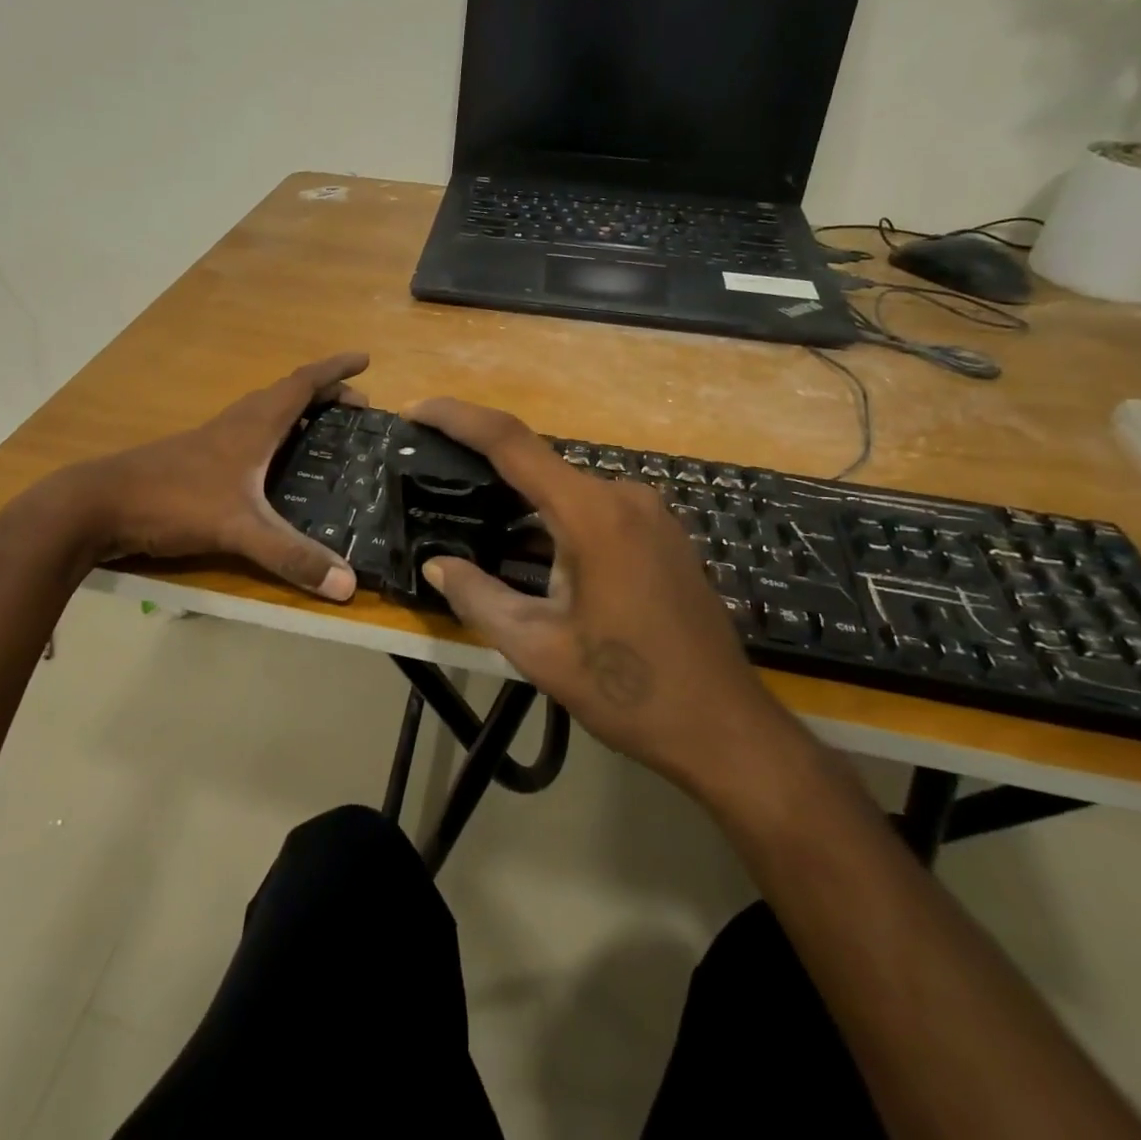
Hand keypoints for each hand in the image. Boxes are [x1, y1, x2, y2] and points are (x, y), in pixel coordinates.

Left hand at [55, 353, 369, 599]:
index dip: (335, 370)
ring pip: (264, 413)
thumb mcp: (238, 529)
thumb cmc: (172, 501)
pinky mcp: (195, 461)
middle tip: (357, 408)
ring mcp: (211, 441)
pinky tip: (271, 466)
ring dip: (297, 411)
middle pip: (287, 394)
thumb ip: (291, 556)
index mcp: (253, 425)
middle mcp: (235, 424)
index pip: (303, 384)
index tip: (365, 359)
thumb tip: (348, 586)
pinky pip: (247, 435)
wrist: (96, 505)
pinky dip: (273, 435)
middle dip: (325, 393)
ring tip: (322, 430)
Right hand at [406, 399, 798, 789]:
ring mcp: (650, 515)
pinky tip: (530, 549)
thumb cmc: (628, 688)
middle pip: (539, 465)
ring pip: (567, 492)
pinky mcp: (662, 536)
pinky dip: (555, 521)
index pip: (511, 442)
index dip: (458, 418)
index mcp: (592, 514)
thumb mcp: (538, 648)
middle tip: (435, 477)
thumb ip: (479, 597)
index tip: (417, 411)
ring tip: (474, 518)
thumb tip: (436, 565)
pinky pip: (595, 511)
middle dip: (485, 467)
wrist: (724, 728)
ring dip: (521, 501)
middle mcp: (624, 497)